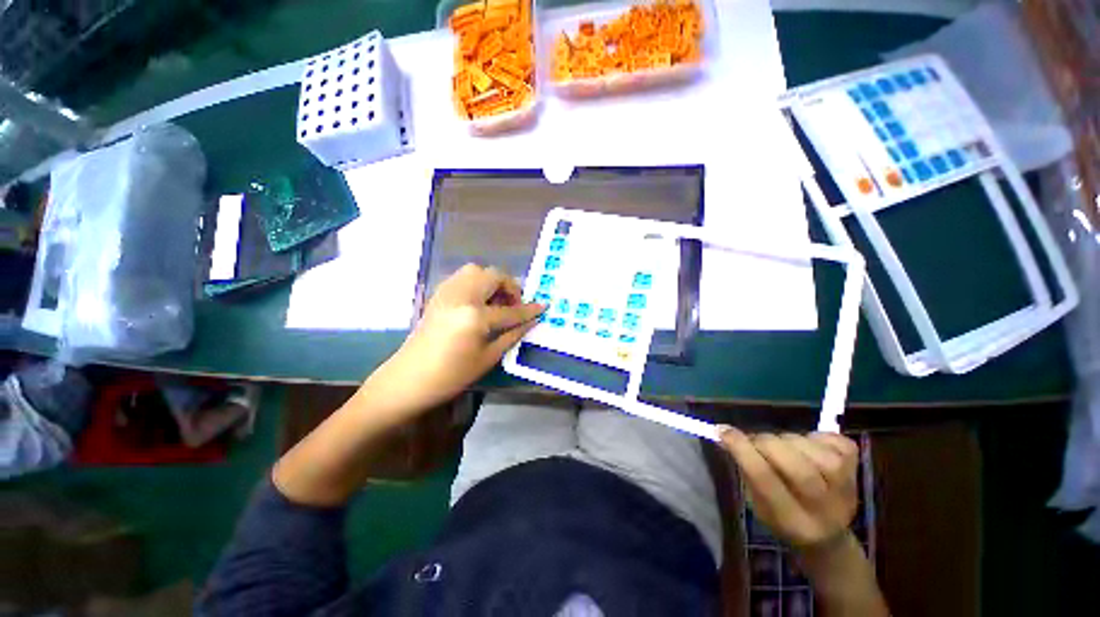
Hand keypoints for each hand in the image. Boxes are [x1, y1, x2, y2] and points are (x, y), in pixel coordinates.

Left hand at [363, 264, 545, 414]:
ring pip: (476, 270)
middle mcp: (461, 296)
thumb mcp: (488, 358)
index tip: (544, 306)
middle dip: (510, 287)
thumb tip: (532, 321)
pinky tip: (479, 302)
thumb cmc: (451, 375)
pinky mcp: (438, 294)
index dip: (529, 310)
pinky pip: (463, 277)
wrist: (409, 378)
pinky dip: (477, 282)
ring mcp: (447, 292)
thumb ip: (512, 334)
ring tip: (497, 301)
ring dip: (493, 281)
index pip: (510, 310)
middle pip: (493, 276)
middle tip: (515, 304)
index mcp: (474, 316)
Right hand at [719, 427, 859, 549]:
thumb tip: (724, 435)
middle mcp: (825, 509)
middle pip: (796, 466)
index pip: (766, 480)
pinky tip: (808, 447)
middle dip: (765, 443)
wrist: (828, 537)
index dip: (743, 451)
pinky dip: (815, 436)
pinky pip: (834, 441)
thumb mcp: (758, 504)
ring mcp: (847, 488)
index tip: (723, 431)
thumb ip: (745, 470)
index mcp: (794, 522)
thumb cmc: (783, 519)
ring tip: (782, 448)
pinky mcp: (857, 470)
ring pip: (812, 450)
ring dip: (787, 440)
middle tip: (754, 441)